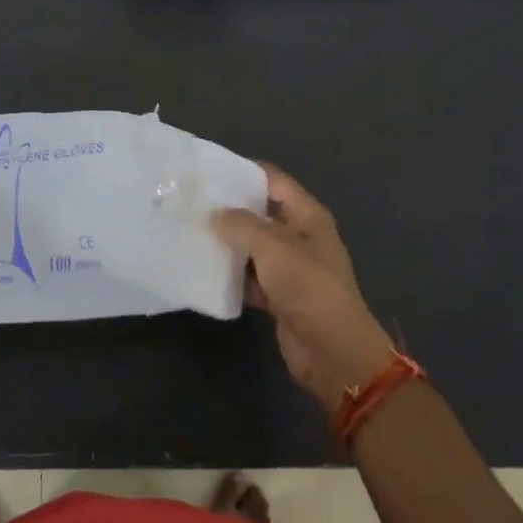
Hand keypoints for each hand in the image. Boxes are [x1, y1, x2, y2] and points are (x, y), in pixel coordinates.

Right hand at [213, 163, 399, 414]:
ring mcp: (291, 269)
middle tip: (192, 203)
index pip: (274, 181)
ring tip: (190, 232)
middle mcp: (300, 237)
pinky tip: (204, 271)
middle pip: (261, 213)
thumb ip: (241, 224)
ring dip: (228, 244)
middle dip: (230, 209)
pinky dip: (232, 276)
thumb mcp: (272, 245)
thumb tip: (215, 213)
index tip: (208, 171)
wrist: (331, 350)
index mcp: (307, 216)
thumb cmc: (307, 286)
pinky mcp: (280, 296)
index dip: (244, 172)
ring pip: (253, 247)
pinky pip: (251, 278)